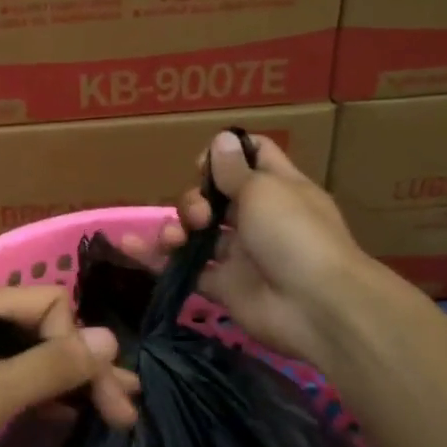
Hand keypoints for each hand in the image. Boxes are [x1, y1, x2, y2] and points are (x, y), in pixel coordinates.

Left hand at [0, 287, 134, 446]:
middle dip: (85, 368)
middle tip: (125, 413)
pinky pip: (10, 384)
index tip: (103, 398)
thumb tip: (110, 337)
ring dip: (68, 384)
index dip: (81, 347)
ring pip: (29, 360)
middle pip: (45, 332)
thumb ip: (48, 366)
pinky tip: (64, 418)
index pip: (52, 307)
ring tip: (112, 415)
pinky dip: (40, 398)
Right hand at [124, 130, 364, 367]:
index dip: (225, 155)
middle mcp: (258, 218)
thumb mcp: (264, 190)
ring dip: (176, 227)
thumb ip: (234, 169)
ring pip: (197, 232)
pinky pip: (185, 268)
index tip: (203, 165)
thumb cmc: (294, 234)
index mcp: (277, 188)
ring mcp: (240, 254)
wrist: (316, 307)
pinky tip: (131, 246)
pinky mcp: (223, 286)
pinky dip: (158, 258)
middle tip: (201, 214)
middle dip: (195, 198)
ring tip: (174, 238)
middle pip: (214, 196)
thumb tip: (222, 139)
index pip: (252, 157)